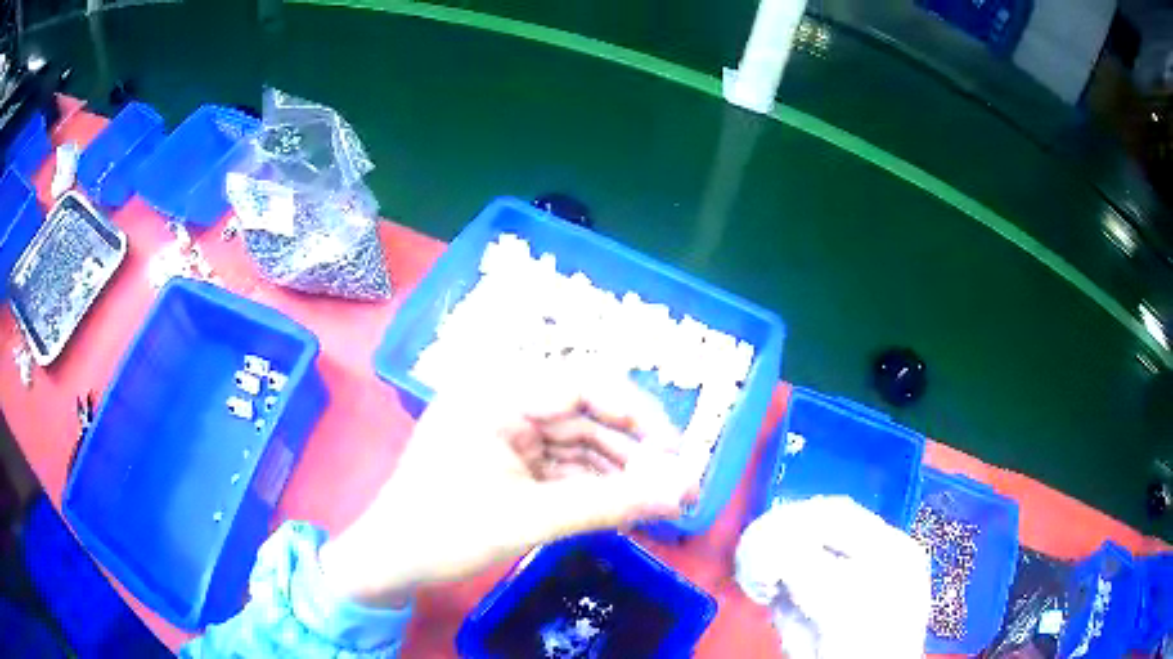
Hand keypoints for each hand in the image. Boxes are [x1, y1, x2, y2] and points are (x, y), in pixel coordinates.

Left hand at [319, 368, 696, 607]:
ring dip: (617, 471)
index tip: (676, 451)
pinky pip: (561, 464)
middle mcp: (502, 401)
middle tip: (675, 484)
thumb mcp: (530, 520)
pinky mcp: (508, 459)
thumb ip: (609, 505)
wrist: (391, 561)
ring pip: (578, 441)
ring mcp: (505, 431)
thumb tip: (680, 495)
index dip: (636, 413)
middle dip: (632, 450)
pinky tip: (622, 505)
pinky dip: (592, 485)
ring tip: (657, 501)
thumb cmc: (445, 532)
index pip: (582, 382)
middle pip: (585, 413)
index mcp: (496, 394)